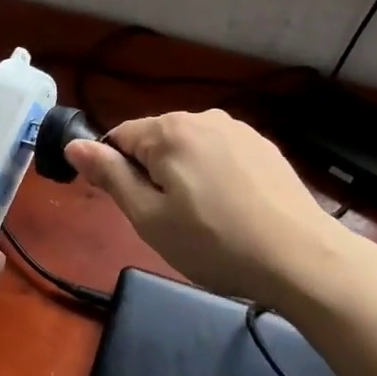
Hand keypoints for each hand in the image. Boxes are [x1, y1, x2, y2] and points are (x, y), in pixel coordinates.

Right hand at [66, 109, 339, 307]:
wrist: (302, 258)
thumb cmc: (215, 243)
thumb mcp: (150, 218)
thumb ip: (110, 176)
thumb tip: (74, 145)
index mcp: (169, 130)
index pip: (119, 137)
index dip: (117, 173)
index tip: (134, 208)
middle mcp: (202, 117)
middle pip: (156, 140)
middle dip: (152, 173)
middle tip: (170, 221)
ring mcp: (238, 129)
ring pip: (190, 147)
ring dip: (184, 174)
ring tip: (205, 219)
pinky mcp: (264, 146)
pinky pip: (221, 154)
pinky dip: (216, 175)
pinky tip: (234, 209)